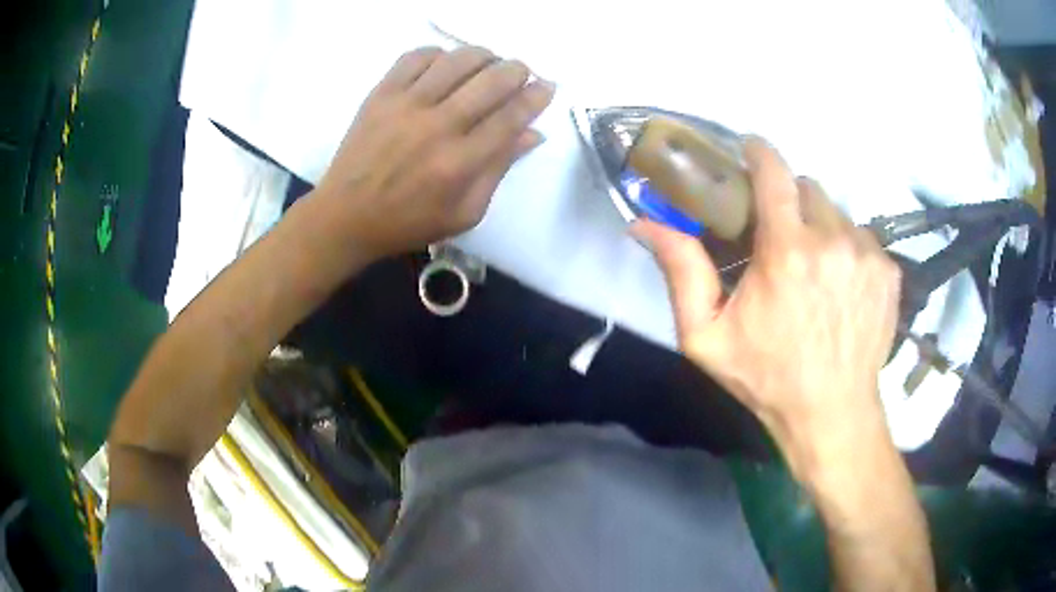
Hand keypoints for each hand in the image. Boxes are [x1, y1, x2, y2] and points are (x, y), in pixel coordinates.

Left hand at [314, 46, 554, 258]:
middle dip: (517, 70)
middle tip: (520, 74)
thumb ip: (499, 170)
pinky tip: (445, 66)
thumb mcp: (464, 213)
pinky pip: (417, 56)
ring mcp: (406, 105)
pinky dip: (439, 54)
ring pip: (458, 60)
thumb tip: (533, 133)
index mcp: (460, 164)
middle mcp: (437, 127)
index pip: (511, 116)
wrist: (345, 216)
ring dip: (484, 56)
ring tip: (487, 65)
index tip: (546, 86)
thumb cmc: (408, 222)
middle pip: (492, 80)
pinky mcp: (381, 94)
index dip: (536, 96)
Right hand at [634, 138, 901, 473]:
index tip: (751, 149)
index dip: (760, 153)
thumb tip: (643, 223)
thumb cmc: (766, 376)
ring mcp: (867, 255)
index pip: (775, 173)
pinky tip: (841, 285)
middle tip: (781, 236)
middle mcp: (833, 241)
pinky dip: (848, 249)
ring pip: (838, 213)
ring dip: (821, 227)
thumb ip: (680, 271)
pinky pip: (863, 238)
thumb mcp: (707, 335)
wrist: (832, 411)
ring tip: (813, 267)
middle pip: (809, 189)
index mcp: (786, 251)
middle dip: (790, 201)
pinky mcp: (889, 271)